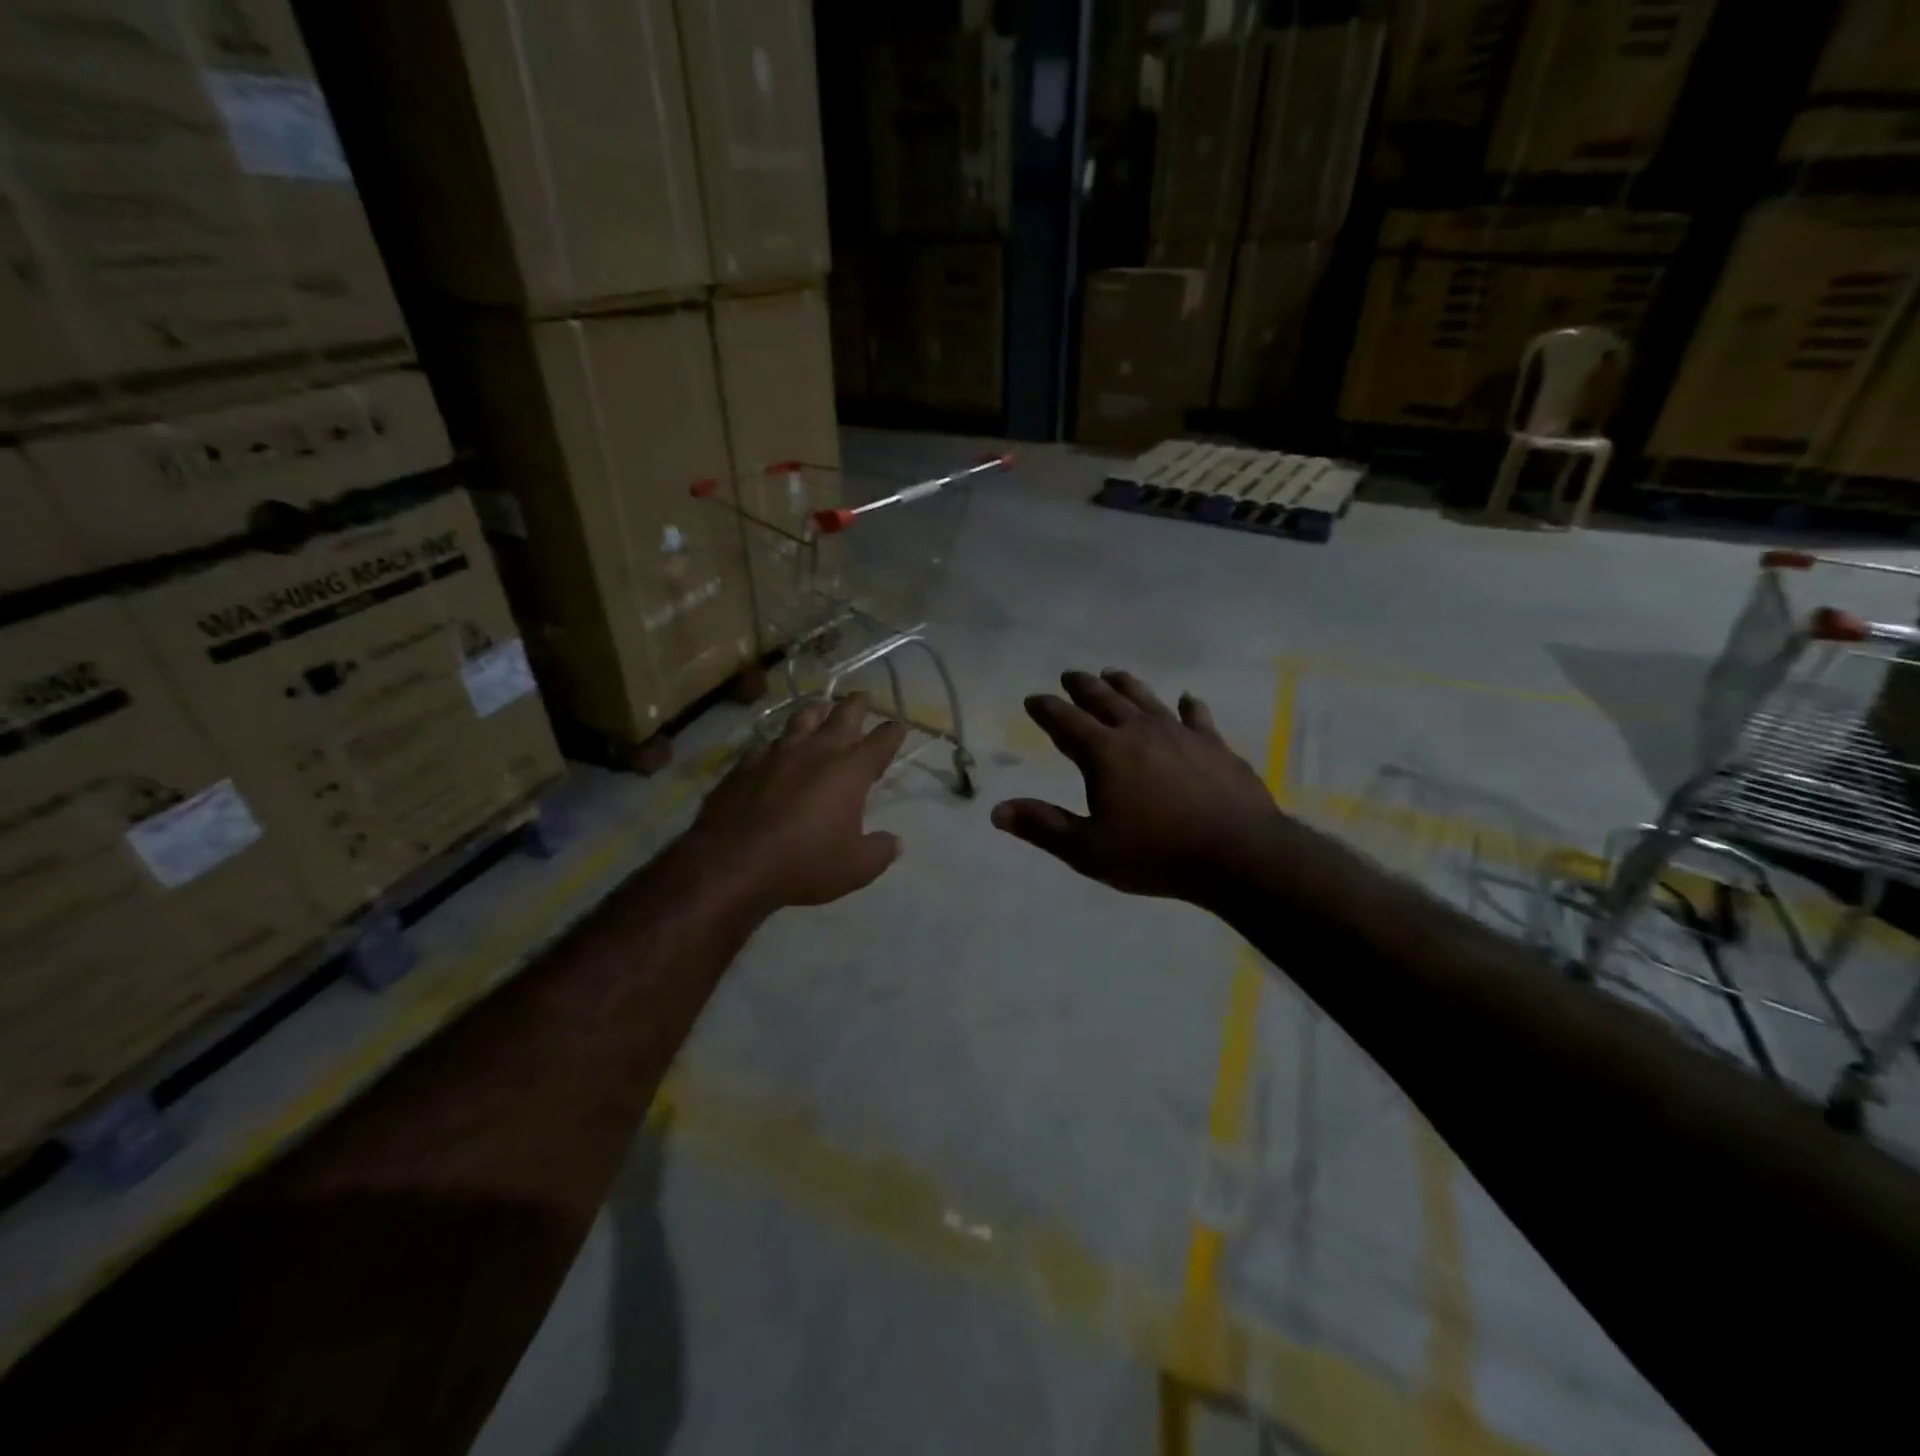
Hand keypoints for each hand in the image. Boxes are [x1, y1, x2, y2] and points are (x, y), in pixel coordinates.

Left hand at [687, 692, 908, 913]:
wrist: (732, 863)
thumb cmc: (804, 863)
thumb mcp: (855, 868)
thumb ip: (879, 851)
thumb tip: (893, 842)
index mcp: (849, 771)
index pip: (880, 742)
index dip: (892, 732)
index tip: (899, 725)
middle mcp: (815, 753)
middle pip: (841, 718)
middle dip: (855, 706)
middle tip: (862, 696)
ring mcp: (776, 755)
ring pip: (801, 721)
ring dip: (816, 711)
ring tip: (821, 706)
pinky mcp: (744, 766)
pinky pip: (766, 744)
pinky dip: (777, 742)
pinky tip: (773, 746)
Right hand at [991, 670, 1289, 906]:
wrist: (1238, 854)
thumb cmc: (1156, 854)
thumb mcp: (1089, 850)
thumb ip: (1043, 826)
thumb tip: (997, 810)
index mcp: (1105, 753)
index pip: (1065, 722)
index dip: (1046, 709)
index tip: (1033, 699)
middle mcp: (1139, 732)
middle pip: (1105, 700)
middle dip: (1083, 686)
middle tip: (1070, 675)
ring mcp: (1180, 734)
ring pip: (1146, 699)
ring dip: (1126, 685)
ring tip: (1113, 673)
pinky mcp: (1214, 745)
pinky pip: (1196, 717)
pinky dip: (1188, 706)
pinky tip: (1187, 698)